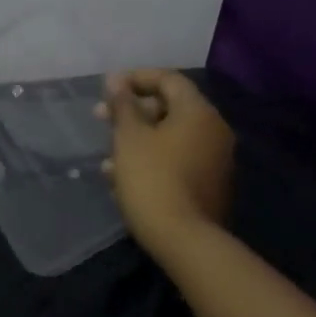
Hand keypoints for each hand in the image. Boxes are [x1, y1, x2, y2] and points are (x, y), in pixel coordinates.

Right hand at [95, 69, 234, 251]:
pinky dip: (151, 160)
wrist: (183, 238)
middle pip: (170, 108)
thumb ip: (123, 105)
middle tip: (100, 119)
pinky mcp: (208, 185)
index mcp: (198, 112)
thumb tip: (116, 80)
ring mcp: (215, 160)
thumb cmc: (152, 178)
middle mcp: (214, 130)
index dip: (136, 78)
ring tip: (107, 157)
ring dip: (137, 140)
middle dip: (132, 112)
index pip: (168, 79)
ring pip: (170, 137)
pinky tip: (123, 178)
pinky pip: (176, 160)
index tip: (106, 88)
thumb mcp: (129, 137)